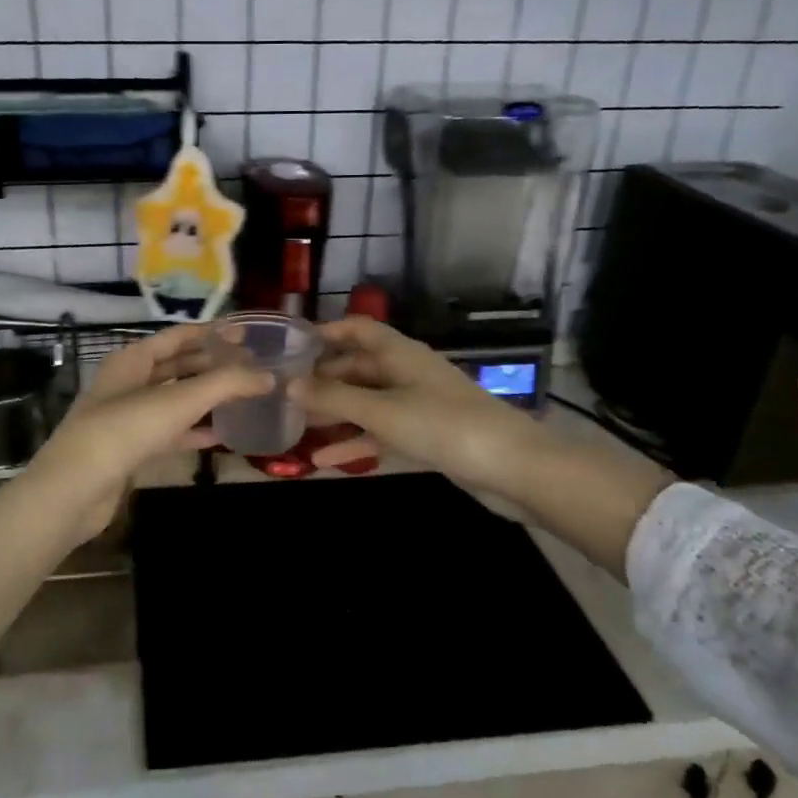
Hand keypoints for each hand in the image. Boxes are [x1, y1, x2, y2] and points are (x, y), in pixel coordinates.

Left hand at [26, 323, 270, 537]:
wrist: (74, 488)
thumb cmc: (125, 430)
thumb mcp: (179, 401)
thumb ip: (226, 385)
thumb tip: (269, 376)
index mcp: (132, 359)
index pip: (178, 336)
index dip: (212, 333)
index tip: (246, 335)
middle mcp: (127, 382)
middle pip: (176, 366)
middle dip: (212, 365)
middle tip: (250, 368)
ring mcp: (125, 416)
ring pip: (173, 399)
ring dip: (204, 398)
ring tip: (241, 398)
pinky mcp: (128, 448)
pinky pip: (167, 431)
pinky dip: (191, 431)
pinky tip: (218, 437)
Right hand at [295, 318, 543, 495]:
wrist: (513, 468)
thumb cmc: (444, 426)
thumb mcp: (383, 412)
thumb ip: (334, 399)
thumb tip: (288, 385)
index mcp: (400, 353)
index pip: (358, 329)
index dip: (326, 332)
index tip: (290, 346)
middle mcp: (408, 373)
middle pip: (358, 367)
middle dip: (323, 379)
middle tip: (284, 393)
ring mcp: (419, 405)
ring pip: (367, 402)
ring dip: (336, 413)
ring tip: (297, 426)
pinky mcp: (427, 435)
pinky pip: (382, 432)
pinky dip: (357, 442)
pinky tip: (325, 460)